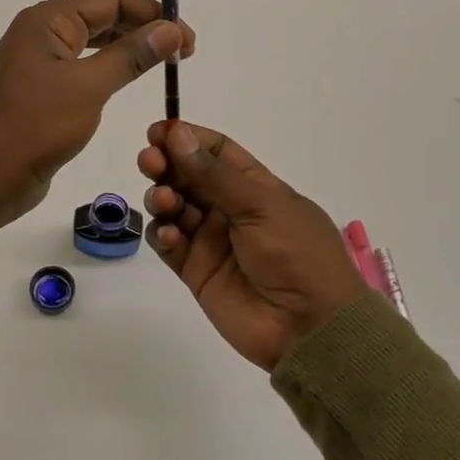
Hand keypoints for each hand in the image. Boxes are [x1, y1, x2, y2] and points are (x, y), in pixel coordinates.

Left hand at [0, 0, 194, 238]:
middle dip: (143, 28)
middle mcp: (40, 34)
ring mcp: (37, 63)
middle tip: (182, 53)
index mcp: (46, 21)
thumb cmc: (34, 126)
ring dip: (127, 49)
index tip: (187, 38)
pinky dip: (107, 70)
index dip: (153, 13)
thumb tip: (171, 29)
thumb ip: (131, 55)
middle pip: (101, 17)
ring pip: (91, 44)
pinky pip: (80, 69)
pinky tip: (127, 81)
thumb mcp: (88, 87)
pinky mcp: (39, 92)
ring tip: (162, 64)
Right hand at [138, 121, 368, 370]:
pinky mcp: (195, 270)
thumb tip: (177, 133)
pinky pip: (169, 244)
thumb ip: (214, 173)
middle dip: (165, 164)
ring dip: (162, 197)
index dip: (187, 138)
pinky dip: (163, 235)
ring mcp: (210, 239)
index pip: (215, 151)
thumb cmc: (296, 254)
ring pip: (173, 207)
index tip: (158, 131)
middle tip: (149, 161)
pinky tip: (170, 236)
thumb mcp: (261, 205)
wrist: (309, 327)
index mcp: (254, 186)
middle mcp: (229, 208)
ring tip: (164, 201)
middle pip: (187, 176)